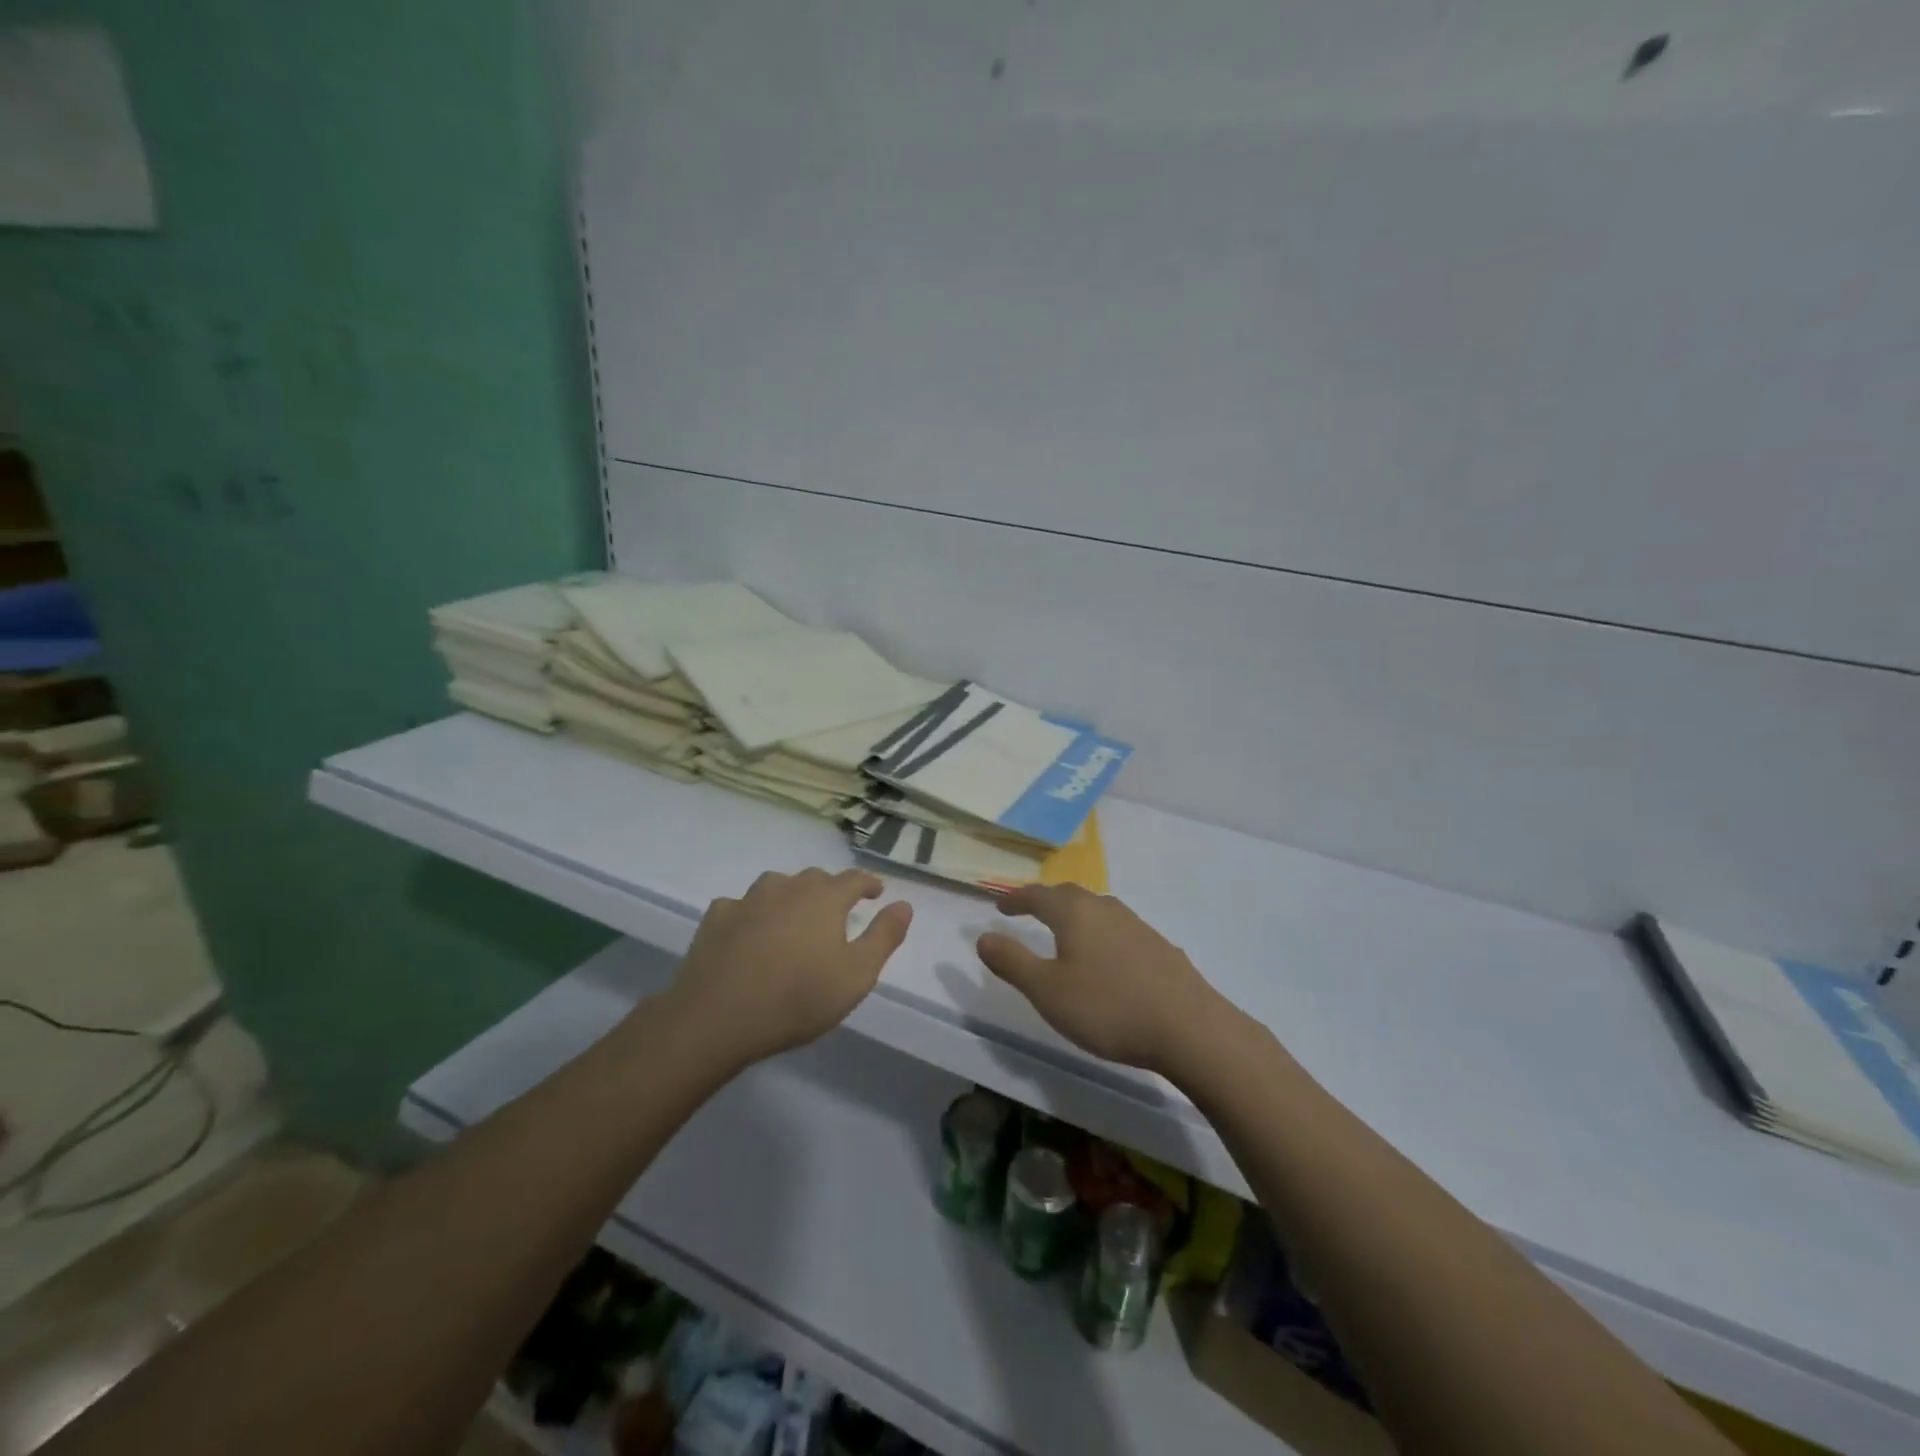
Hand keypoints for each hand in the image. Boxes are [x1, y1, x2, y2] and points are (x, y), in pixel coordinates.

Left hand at [669, 868, 913, 1067]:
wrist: (716, 1017)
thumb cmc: (797, 998)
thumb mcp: (856, 975)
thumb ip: (884, 936)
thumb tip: (904, 904)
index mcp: (824, 898)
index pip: (854, 878)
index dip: (868, 884)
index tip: (876, 892)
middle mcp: (787, 888)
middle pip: (815, 878)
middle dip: (831, 890)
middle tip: (837, 911)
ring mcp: (748, 900)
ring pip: (777, 885)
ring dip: (791, 896)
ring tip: (795, 917)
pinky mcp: (717, 918)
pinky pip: (741, 906)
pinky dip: (752, 914)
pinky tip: (750, 932)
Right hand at [976, 885, 1232, 1076]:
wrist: (1188, 1028)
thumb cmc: (1107, 1007)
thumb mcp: (1047, 990)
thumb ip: (1012, 962)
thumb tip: (982, 937)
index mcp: (1075, 913)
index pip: (1037, 895)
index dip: (1016, 899)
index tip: (1000, 905)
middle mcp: (1106, 908)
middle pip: (1069, 895)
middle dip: (1046, 901)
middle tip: (1029, 911)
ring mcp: (1137, 925)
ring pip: (1097, 910)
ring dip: (1076, 915)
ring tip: (1065, 931)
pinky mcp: (1160, 947)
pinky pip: (1119, 930)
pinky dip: (1100, 934)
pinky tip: (1106, 958)